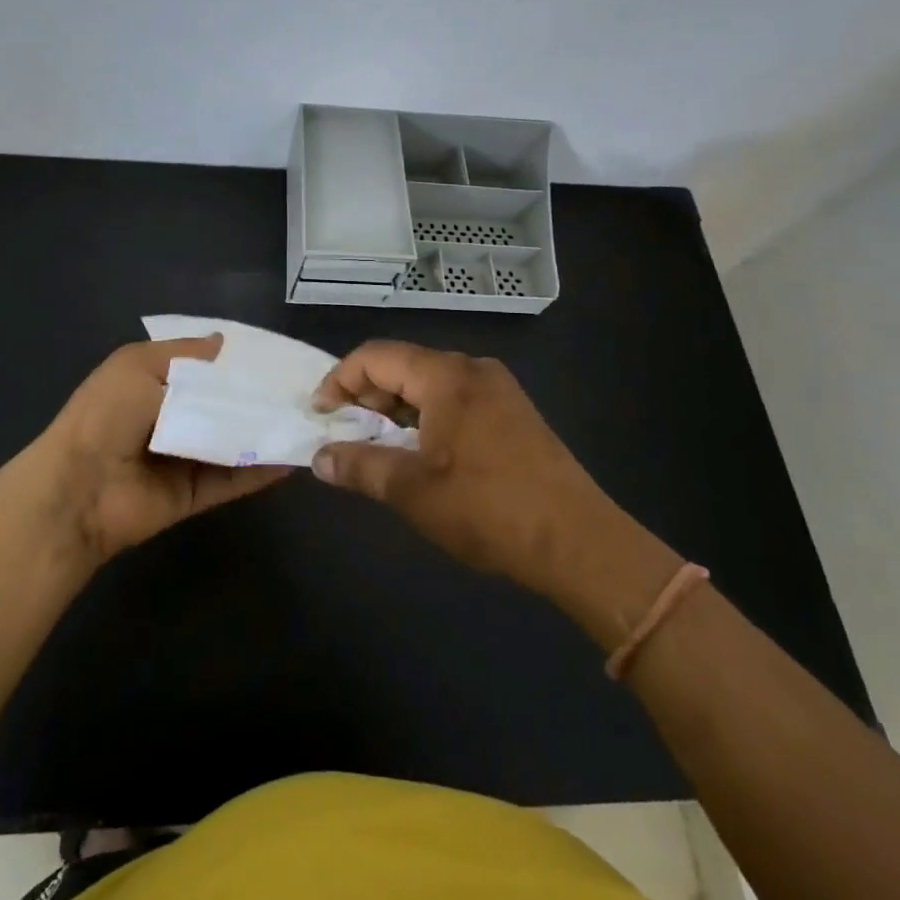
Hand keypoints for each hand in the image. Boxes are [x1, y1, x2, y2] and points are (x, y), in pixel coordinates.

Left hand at [30, 334, 289, 564]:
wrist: (80, 488)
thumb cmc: (106, 414)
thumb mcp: (139, 365)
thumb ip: (185, 354)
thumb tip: (223, 341)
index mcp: (154, 383)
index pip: (204, 368)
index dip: (235, 362)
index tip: (275, 355)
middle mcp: (172, 418)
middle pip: (223, 405)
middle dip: (257, 397)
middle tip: (303, 388)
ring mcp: (184, 458)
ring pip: (234, 441)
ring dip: (265, 431)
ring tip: (309, 419)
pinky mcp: (195, 494)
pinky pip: (233, 479)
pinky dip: (261, 470)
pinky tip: (293, 456)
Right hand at [310, 341, 615, 598]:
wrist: (579, 542)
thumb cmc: (488, 509)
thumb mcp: (412, 491)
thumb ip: (360, 466)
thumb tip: (319, 458)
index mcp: (446, 375)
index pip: (375, 357)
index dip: (339, 381)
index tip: (320, 416)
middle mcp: (472, 369)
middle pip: (403, 365)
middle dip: (367, 397)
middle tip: (346, 435)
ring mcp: (498, 389)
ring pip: (429, 384)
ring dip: (396, 409)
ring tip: (378, 447)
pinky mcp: (513, 412)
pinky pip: (455, 399)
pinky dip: (426, 417)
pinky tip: (421, 454)